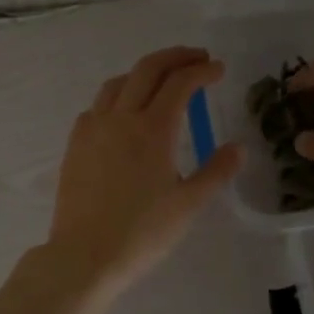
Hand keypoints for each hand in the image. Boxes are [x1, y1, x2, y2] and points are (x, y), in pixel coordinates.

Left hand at [46, 47, 241, 292]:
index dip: (201, 71)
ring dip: (143, 73)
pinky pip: (97, 106)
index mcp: (153, 129)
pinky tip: (124, 114)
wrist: (85, 255)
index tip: (218, 69)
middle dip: (174, 57)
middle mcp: (120, 118)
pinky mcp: (75, 145)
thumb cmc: (142, 232)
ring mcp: (93, 129)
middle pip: (147, 69)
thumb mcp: (189, 204)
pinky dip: (117, 97)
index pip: (180, 83)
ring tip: (161, 81)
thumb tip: (237, 148)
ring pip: (117, 83)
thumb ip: (216, 171)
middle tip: (196, 58)